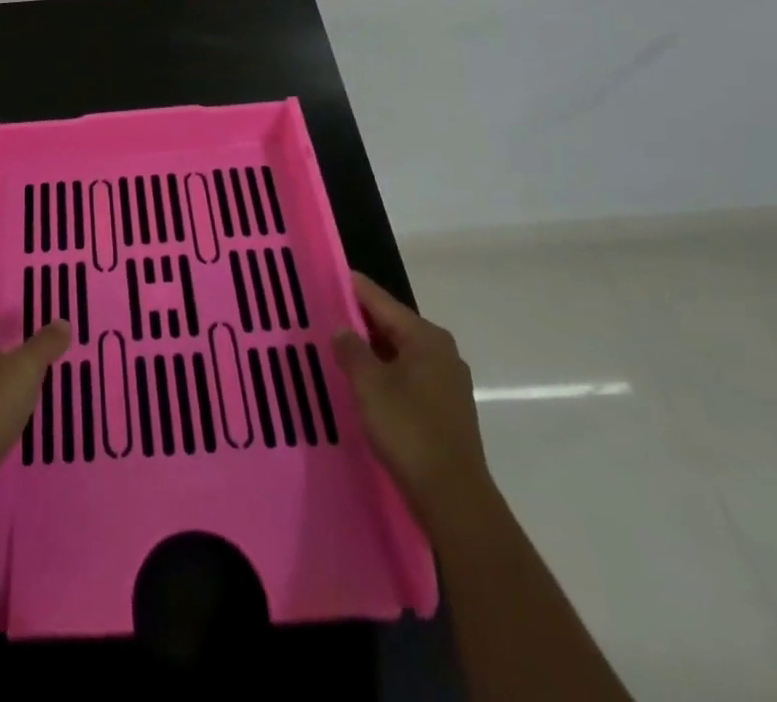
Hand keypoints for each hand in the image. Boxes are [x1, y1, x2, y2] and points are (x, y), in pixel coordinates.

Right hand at [332, 271, 491, 525]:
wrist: (453, 498)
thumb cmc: (408, 430)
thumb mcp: (369, 384)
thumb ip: (351, 349)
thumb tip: (342, 328)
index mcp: (425, 337)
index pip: (380, 299)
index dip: (351, 288)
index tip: (324, 278)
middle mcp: (441, 351)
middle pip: (392, 323)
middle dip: (358, 320)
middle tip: (322, 315)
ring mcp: (447, 381)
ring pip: (399, 351)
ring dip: (370, 349)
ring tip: (336, 347)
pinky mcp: (445, 408)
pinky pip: (407, 375)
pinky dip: (384, 372)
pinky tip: (362, 382)